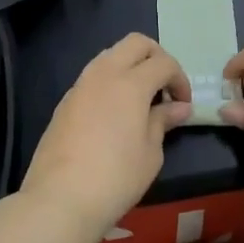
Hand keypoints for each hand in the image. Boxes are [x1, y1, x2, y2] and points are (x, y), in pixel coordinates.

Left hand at [23, 34, 191, 239]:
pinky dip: (110, 82)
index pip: (164, 62)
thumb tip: (179, 107)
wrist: (60, 199)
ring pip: (110, 55)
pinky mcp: (64, 102)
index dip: (180, 79)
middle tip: (164, 87)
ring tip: (140, 99)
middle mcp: (104, 74)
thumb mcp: (151, 153)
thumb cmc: (116, 178)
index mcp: (131, 83)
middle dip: (156, 57)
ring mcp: (80, 85)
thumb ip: (163, 121)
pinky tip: (115, 113)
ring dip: (131, 66)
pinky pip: (93, 76)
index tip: (183, 104)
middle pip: (135, 43)